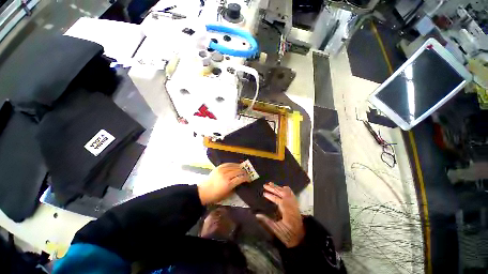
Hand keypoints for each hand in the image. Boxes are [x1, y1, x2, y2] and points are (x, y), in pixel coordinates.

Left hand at [198, 163, 249, 204]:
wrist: (203, 191)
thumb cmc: (216, 196)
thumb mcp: (227, 195)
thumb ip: (235, 187)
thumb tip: (241, 181)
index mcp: (228, 184)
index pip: (240, 178)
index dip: (246, 178)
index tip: (249, 179)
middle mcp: (226, 176)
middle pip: (238, 171)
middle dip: (244, 172)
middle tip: (247, 174)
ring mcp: (222, 170)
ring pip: (234, 166)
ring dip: (239, 167)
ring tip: (242, 169)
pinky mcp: (218, 167)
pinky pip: (228, 164)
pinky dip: (233, 164)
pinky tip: (236, 165)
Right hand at [256, 182, 304, 247]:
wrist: (301, 239)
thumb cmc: (288, 235)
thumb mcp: (277, 230)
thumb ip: (267, 221)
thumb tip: (257, 214)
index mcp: (287, 211)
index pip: (278, 200)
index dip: (271, 196)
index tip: (264, 193)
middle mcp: (291, 206)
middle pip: (282, 193)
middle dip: (273, 188)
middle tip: (265, 185)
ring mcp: (295, 205)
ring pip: (287, 192)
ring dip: (279, 187)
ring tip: (271, 184)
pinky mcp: (296, 206)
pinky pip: (292, 194)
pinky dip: (287, 190)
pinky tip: (283, 188)